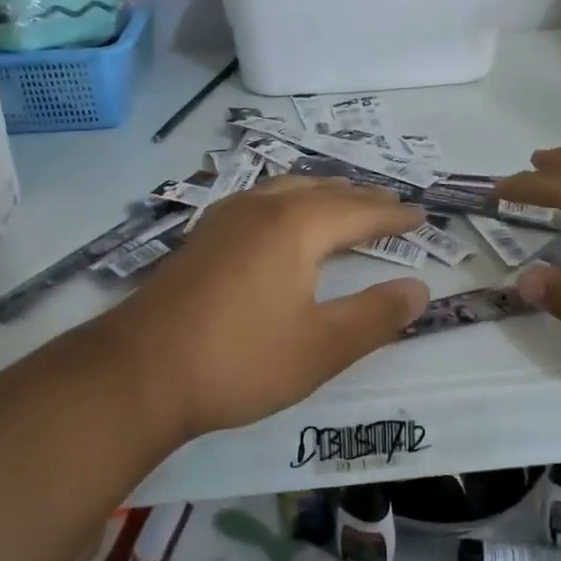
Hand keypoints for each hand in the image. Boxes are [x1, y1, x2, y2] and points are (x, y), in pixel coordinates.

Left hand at [81, 177, 430, 440]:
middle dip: (362, 198)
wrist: (139, 372)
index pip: (359, 211)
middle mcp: (263, 208)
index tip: (422, 214)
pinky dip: (289, 201)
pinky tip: (279, 217)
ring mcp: (226, 218)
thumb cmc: (239, 360)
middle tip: (391, 206)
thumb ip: (375, 316)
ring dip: (323, 193)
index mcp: (297, 226)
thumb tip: (419, 289)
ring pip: (287, 189)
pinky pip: (260, 200)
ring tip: (343, 202)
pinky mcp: (202, 236)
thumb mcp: (321, 348)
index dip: (393, 215)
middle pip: (324, 191)